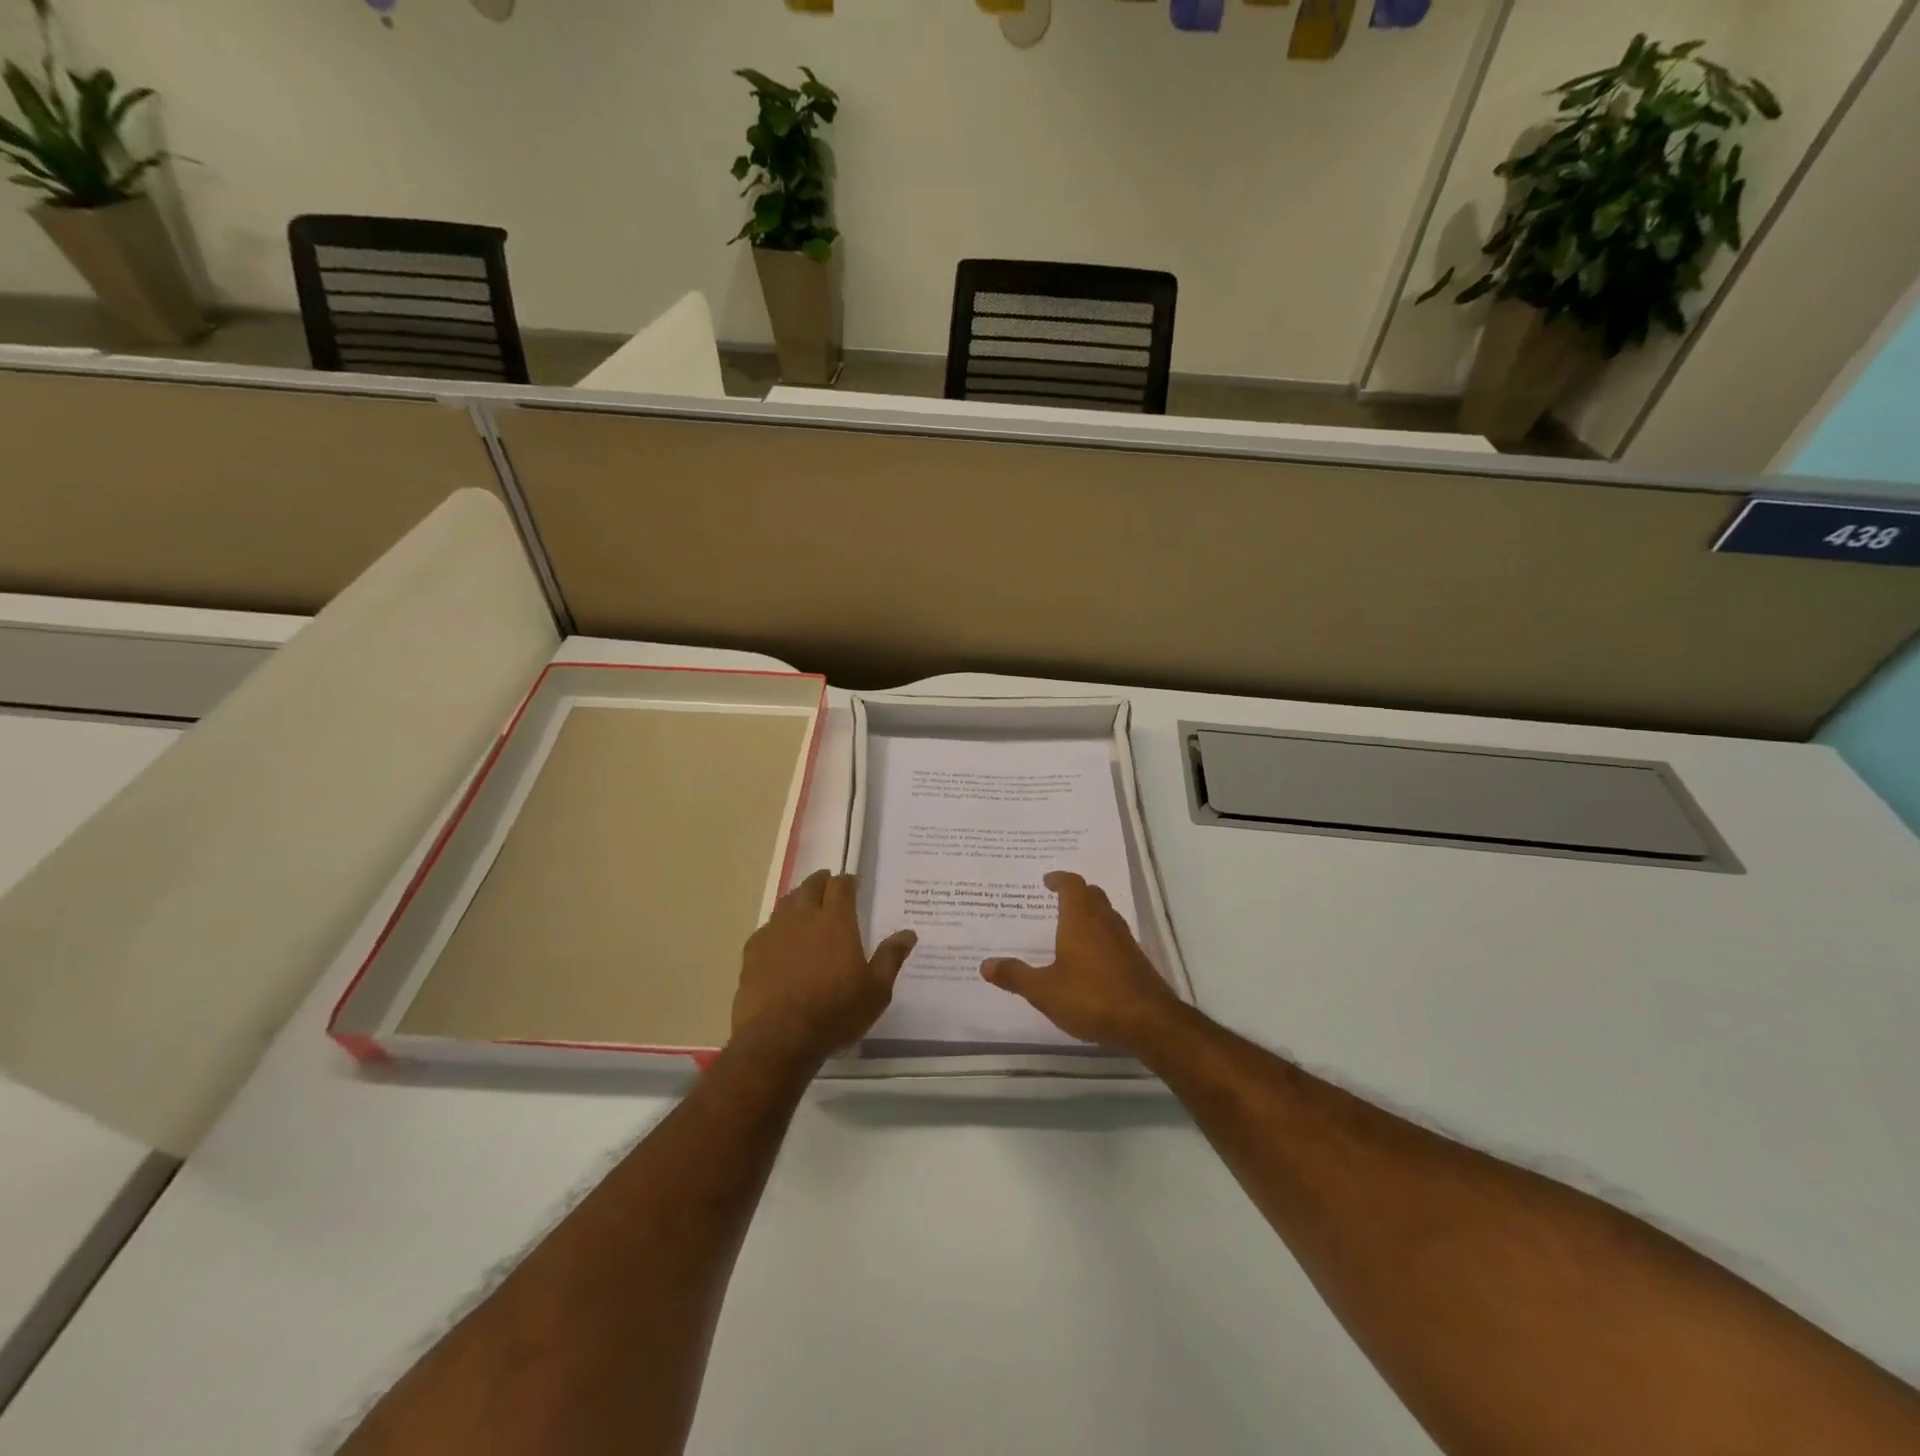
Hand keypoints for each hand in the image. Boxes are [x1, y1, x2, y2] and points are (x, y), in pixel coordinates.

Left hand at [732, 870, 916, 1067]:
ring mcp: (774, 933)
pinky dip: (776, 926)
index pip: (841, 886)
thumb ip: (891, 958)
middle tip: (829, 885)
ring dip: (798, 898)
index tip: (854, 884)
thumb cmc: (835, 1012)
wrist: (779, 1038)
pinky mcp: (753, 952)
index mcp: (836, 921)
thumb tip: (909, 934)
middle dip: (822, 881)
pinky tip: (779, 938)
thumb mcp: (876, 991)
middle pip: (811, 886)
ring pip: (786, 903)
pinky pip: (766, 928)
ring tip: (804, 904)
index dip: (848, 881)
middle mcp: (804, 918)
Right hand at [980, 871, 1182, 1050]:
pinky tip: (1091, 958)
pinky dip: (1101, 936)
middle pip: (1092, 894)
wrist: (1148, 1022)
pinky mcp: (1137, 960)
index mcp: (1081, 919)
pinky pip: (1115, 936)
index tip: (1047, 881)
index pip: (1072, 885)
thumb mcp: (1045, 991)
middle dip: (1076, 893)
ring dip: (1090, 913)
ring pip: (1106, 914)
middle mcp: (1105, 922)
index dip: (1059, 879)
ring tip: (1071, 927)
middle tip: (1058, 899)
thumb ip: (1016, 976)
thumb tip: (985, 964)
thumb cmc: (1091, 998)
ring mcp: (1125, 941)